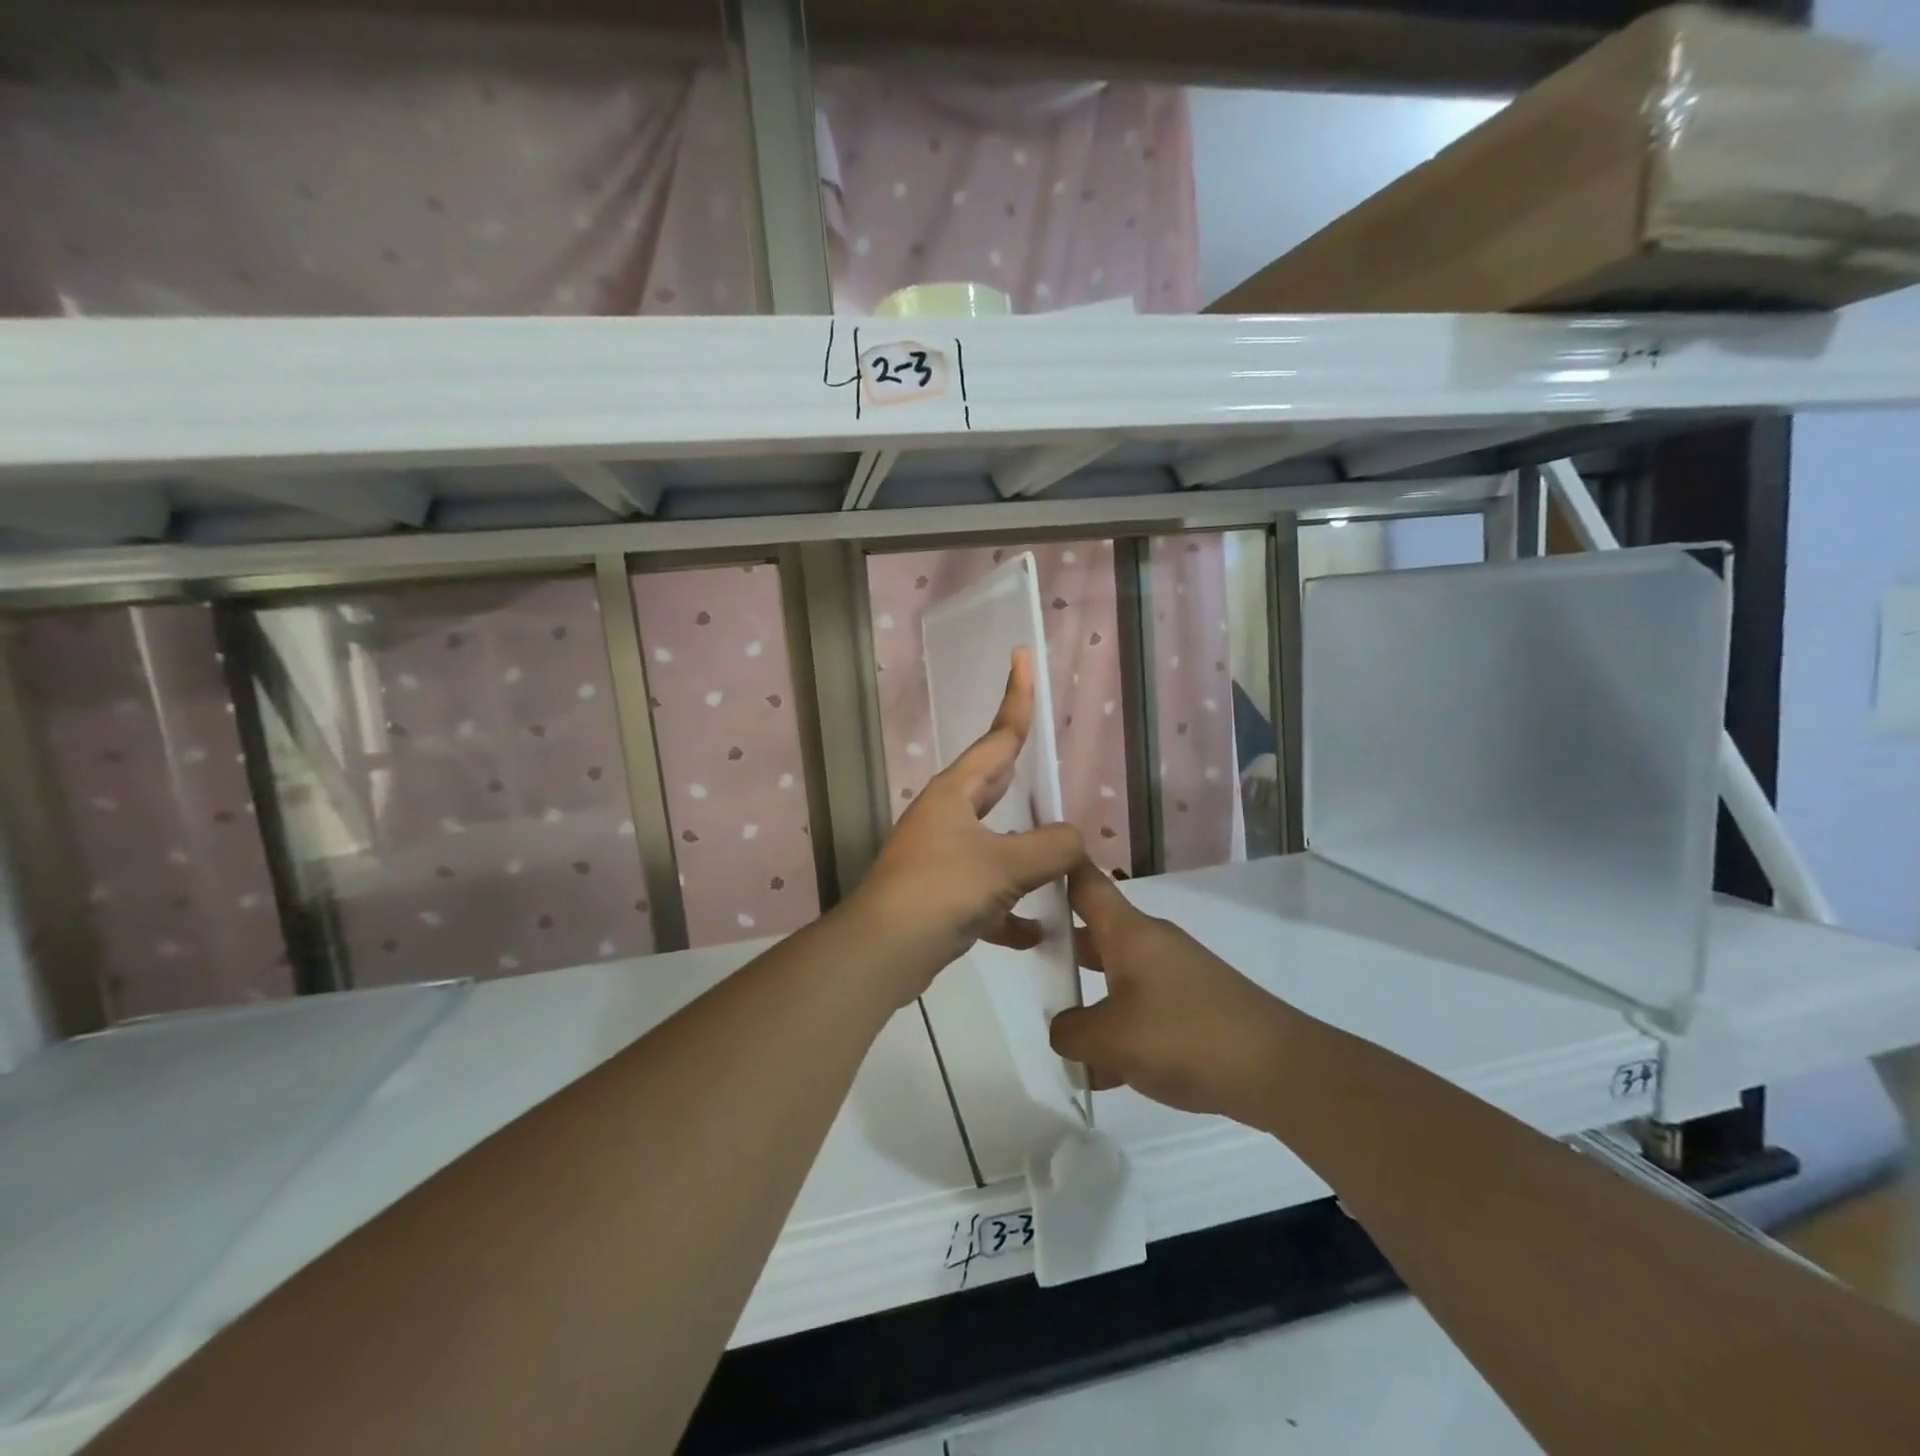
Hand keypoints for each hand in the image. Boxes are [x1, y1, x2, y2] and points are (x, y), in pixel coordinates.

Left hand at [848, 649, 1082, 1004]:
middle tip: (1049, 765)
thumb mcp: (1005, 864)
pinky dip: (1009, 910)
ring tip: (1062, 864)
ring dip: (1025, 856)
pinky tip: (1036, 932)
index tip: (1021, 656)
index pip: (998, 737)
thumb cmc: (941, 890)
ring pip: (994, 845)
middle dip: (1023, 777)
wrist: (883, 952)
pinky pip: (985, 895)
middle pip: (995, 787)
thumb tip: (1073, 840)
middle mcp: (945, 817)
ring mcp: (940, 857)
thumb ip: (1051, 847)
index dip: (1016, 697)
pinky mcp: (940, 897)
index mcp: (955, 793)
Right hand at [1049, 860, 1300, 1122]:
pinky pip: (1143, 1009)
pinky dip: (1120, 1030)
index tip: (1026, 862)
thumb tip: (1065, 1030)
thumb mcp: (1110, 1039)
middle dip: (1062, 948)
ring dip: (1090, 999)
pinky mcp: (1194, 1007)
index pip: (1085, 882)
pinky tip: (1105, 1072)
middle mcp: (1151, 943)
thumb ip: (1071, 1032)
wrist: (1276, 1070)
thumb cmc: (1183, 1036)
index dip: (1057, 867)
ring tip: (1059, 1032)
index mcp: (1128, 932)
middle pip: (1096, 932)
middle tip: (1027, 962)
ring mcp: (1175, 975)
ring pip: (1117, 976)